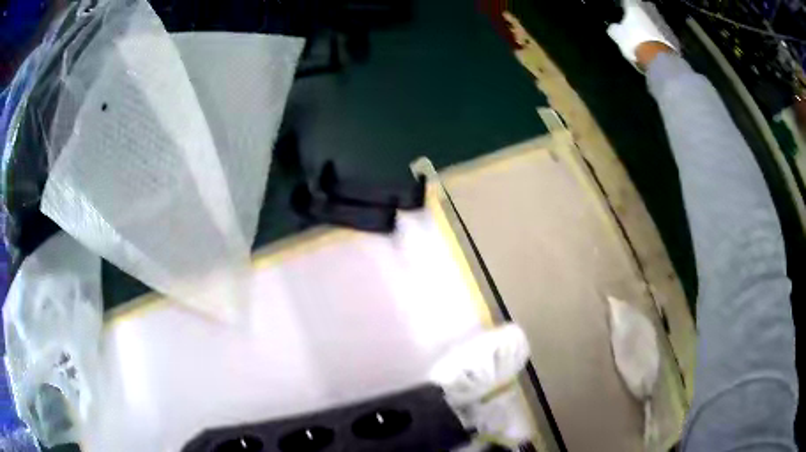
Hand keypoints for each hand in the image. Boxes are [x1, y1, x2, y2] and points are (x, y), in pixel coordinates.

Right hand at [607, 0, 678, 68]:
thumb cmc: (635, 43)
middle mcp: (649, 9)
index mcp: (634, 5)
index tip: (623, 12)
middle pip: (644, 7)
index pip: (627, 1)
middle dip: (641, 12)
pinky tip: (656, 45)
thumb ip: (614, 29)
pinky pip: (664, 33)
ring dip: (651, 24)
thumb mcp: (618, 36)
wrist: (660, 61)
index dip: (625, 7)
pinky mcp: (673, 36)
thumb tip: (613, 28)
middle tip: (636, 22)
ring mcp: (663, 22)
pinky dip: (661, 37)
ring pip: (655, 19)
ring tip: (646, 35)